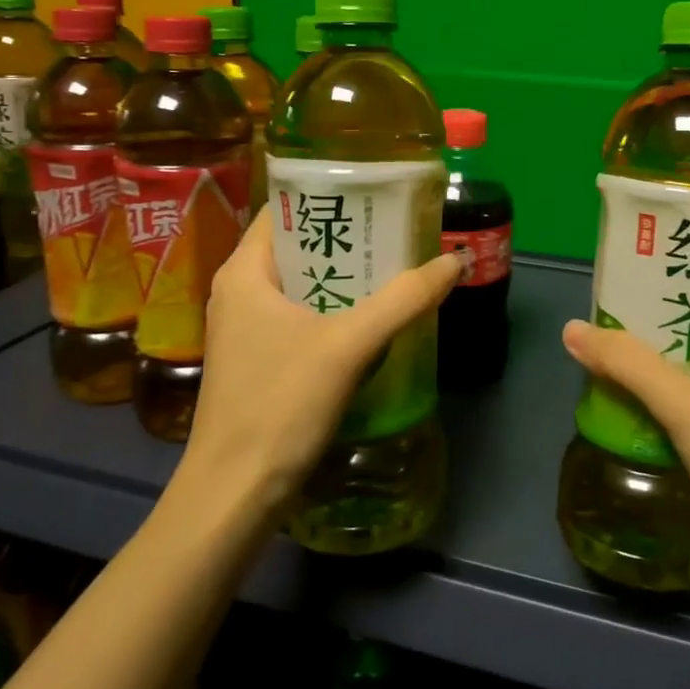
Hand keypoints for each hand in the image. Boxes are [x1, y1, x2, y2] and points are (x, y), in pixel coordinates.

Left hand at [179, 207, 461, 519]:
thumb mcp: (348, 345)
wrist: (235, 493)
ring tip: (394, 267)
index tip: (376, 195)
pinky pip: (300, 317)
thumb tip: (454, 261)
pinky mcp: (258, 360)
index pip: (285, 210)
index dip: (329, 196)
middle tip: (397, 232)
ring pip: (302, 285)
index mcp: (244, 272)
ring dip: (344, 277)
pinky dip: (334, 309)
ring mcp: (245, 329)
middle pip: (298, 247)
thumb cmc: (280, 404)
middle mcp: (239, 292)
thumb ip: (403, 300)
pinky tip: (371, 319)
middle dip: (347, 239)